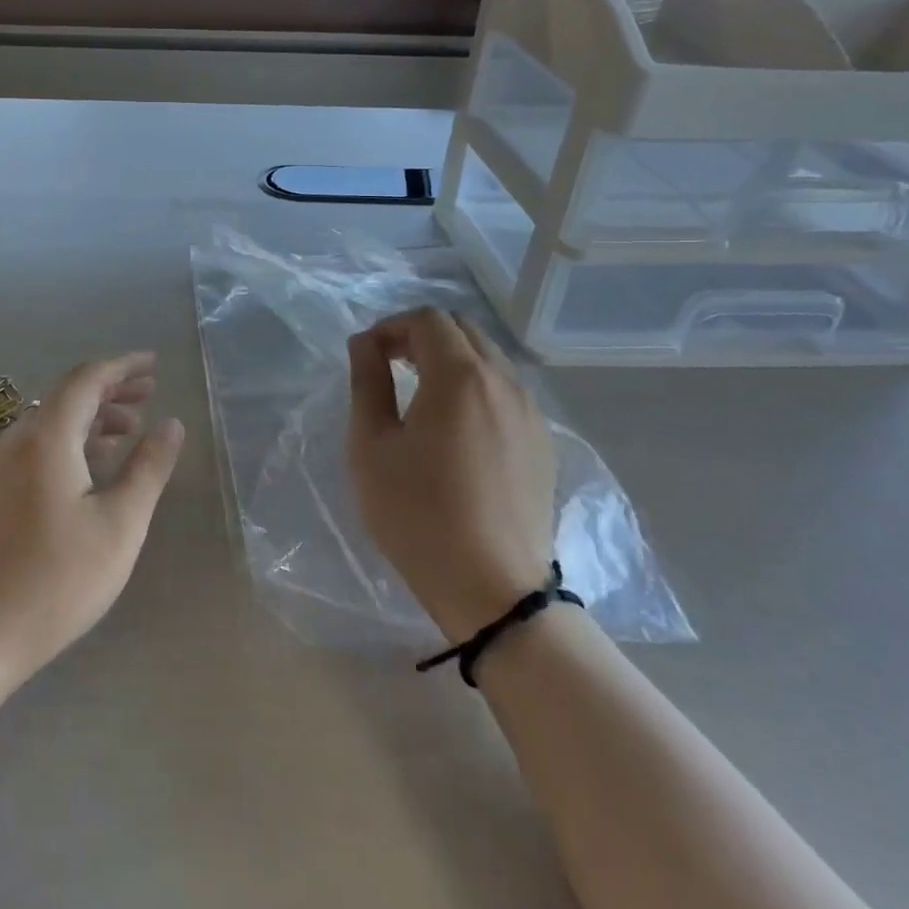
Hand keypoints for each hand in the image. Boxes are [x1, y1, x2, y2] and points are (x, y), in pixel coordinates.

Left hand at [0, 353, 184, 688]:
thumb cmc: (56, 580)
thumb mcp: (120, 525)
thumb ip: (148, 468)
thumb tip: (170, 423)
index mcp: (48, 437)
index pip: (87, 379)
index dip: (122, 367)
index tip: (154, 364)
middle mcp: (19, 440)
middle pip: (68, 396)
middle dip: (111, 389)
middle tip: (149, 392)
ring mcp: (1, 468)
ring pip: (53, 422)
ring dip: (93, 417)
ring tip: (131, 428)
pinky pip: (40, 446)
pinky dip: (73, 441)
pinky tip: (94, 466)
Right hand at [347, 309, 556, 642]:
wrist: (493, 589)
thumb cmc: (418, 514)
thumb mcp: (372, 446)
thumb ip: (368, 382)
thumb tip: (365, 344)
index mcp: (460, 376)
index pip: (427, 319)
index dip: (391, 326)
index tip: (367, 356)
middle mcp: (504, 382)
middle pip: (463, 329)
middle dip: (421, 336)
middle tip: (389, 366)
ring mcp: (530, 412)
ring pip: (489, 357)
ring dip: (450, 359)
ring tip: (419, 394)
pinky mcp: (543, 442)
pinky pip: (506, 390)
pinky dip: (476, 385)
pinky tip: (456, 425)